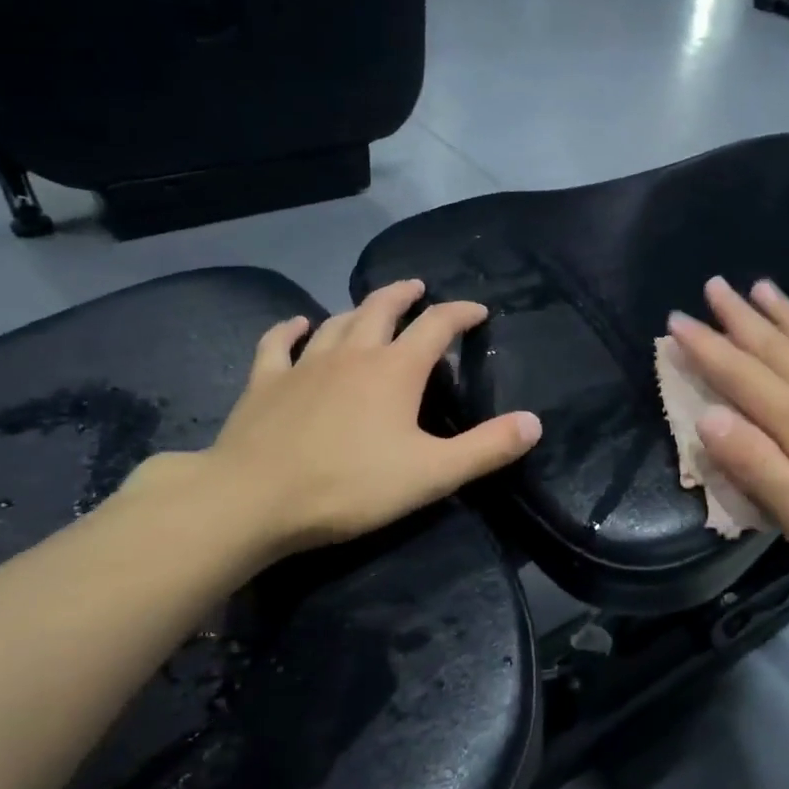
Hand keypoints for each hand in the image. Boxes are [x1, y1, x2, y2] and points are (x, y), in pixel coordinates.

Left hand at [135, 280, 540, 568]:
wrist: (254, 499)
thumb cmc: (351, 486)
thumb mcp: (433, 473)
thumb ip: (487, 448)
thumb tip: (534, 422)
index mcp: (396, 370)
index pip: (437, 326)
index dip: (460, 314)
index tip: (477, 311)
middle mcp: (353, 353)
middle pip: (382, 308)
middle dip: (405, 295)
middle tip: (418, 289)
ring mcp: (305, 364)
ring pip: (337, 322)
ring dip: (358, 309)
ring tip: (370, 306)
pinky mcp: (265, 382)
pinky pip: (278, 343)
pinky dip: (291, 329)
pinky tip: (298, 324)